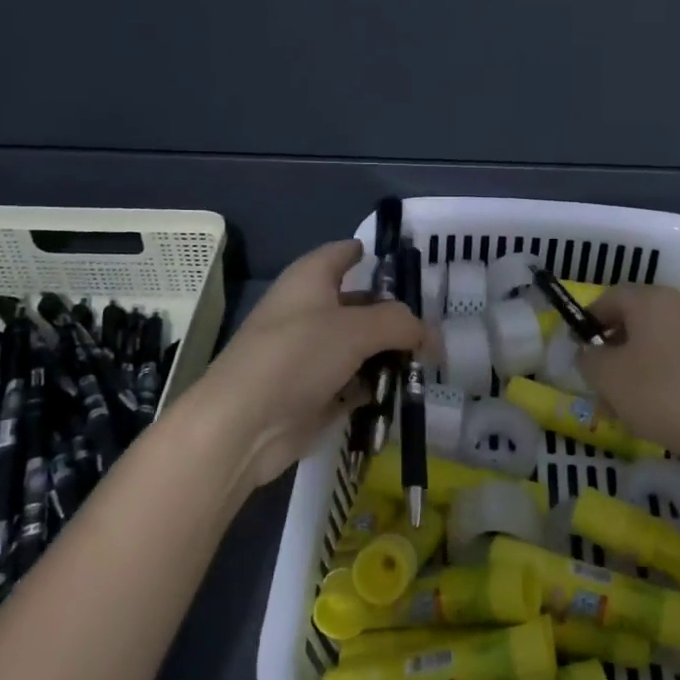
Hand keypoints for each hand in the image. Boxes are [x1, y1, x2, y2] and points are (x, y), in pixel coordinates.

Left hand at [186, 240, 424, 493]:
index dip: (372, 254)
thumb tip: (427, 333)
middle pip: (360, 305)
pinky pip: (354, 382)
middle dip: (395, 316)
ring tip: (428, 364)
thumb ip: (399, 324)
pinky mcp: (313, 392)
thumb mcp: (356, 329)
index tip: (408, 265)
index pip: (343, 253)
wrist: (243, 425)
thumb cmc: (296, 357)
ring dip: (389, 356)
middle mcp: (308, 311)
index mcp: (310, 279)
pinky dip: (375, 386)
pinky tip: (403, 393)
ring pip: (360, 347)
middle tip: (436, 328)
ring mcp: (309, 354)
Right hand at [577, 285, 679, 479]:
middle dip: (611, 355)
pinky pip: (677, 368)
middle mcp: (679, 308)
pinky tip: (653, 418)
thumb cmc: (663, 393)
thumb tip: (587, 352)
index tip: (576, 352)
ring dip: (633, 375)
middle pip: (633, 324)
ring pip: (654, 350)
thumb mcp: (609, 377)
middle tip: (596, 388)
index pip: (609, 298)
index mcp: (651, 299)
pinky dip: (659, 386)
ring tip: (621, 412)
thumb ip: (588, 359)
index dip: (588, 322)